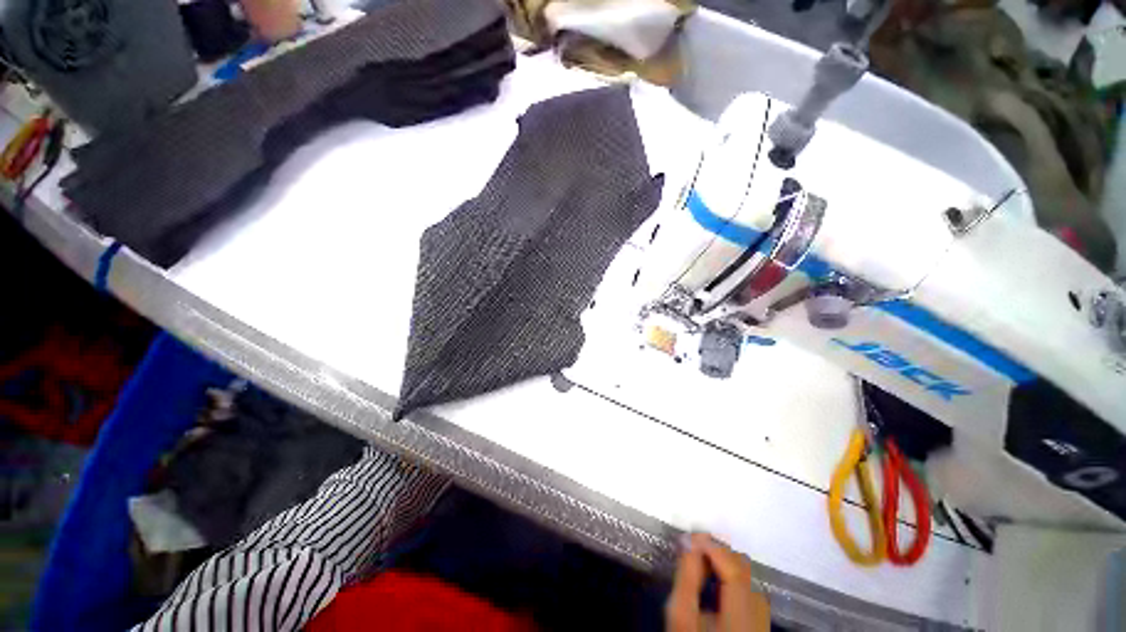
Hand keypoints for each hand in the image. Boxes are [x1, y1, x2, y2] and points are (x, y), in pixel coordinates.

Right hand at [665, 533, 769, 631]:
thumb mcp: (681, 616)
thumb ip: (687, 576)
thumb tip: (688, 541)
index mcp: (742, 618)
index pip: (734, 570)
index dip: (713, 547)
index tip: (690, 536)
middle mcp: (760, 617)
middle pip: (744, 570)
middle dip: (717, 552)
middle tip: (692, 546)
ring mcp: (763, 621)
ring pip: (748, 578)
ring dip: (724, 562)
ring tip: (700, 559)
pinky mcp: (759, 623)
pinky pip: (748, 589)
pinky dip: (731, 575)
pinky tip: (714, 577)